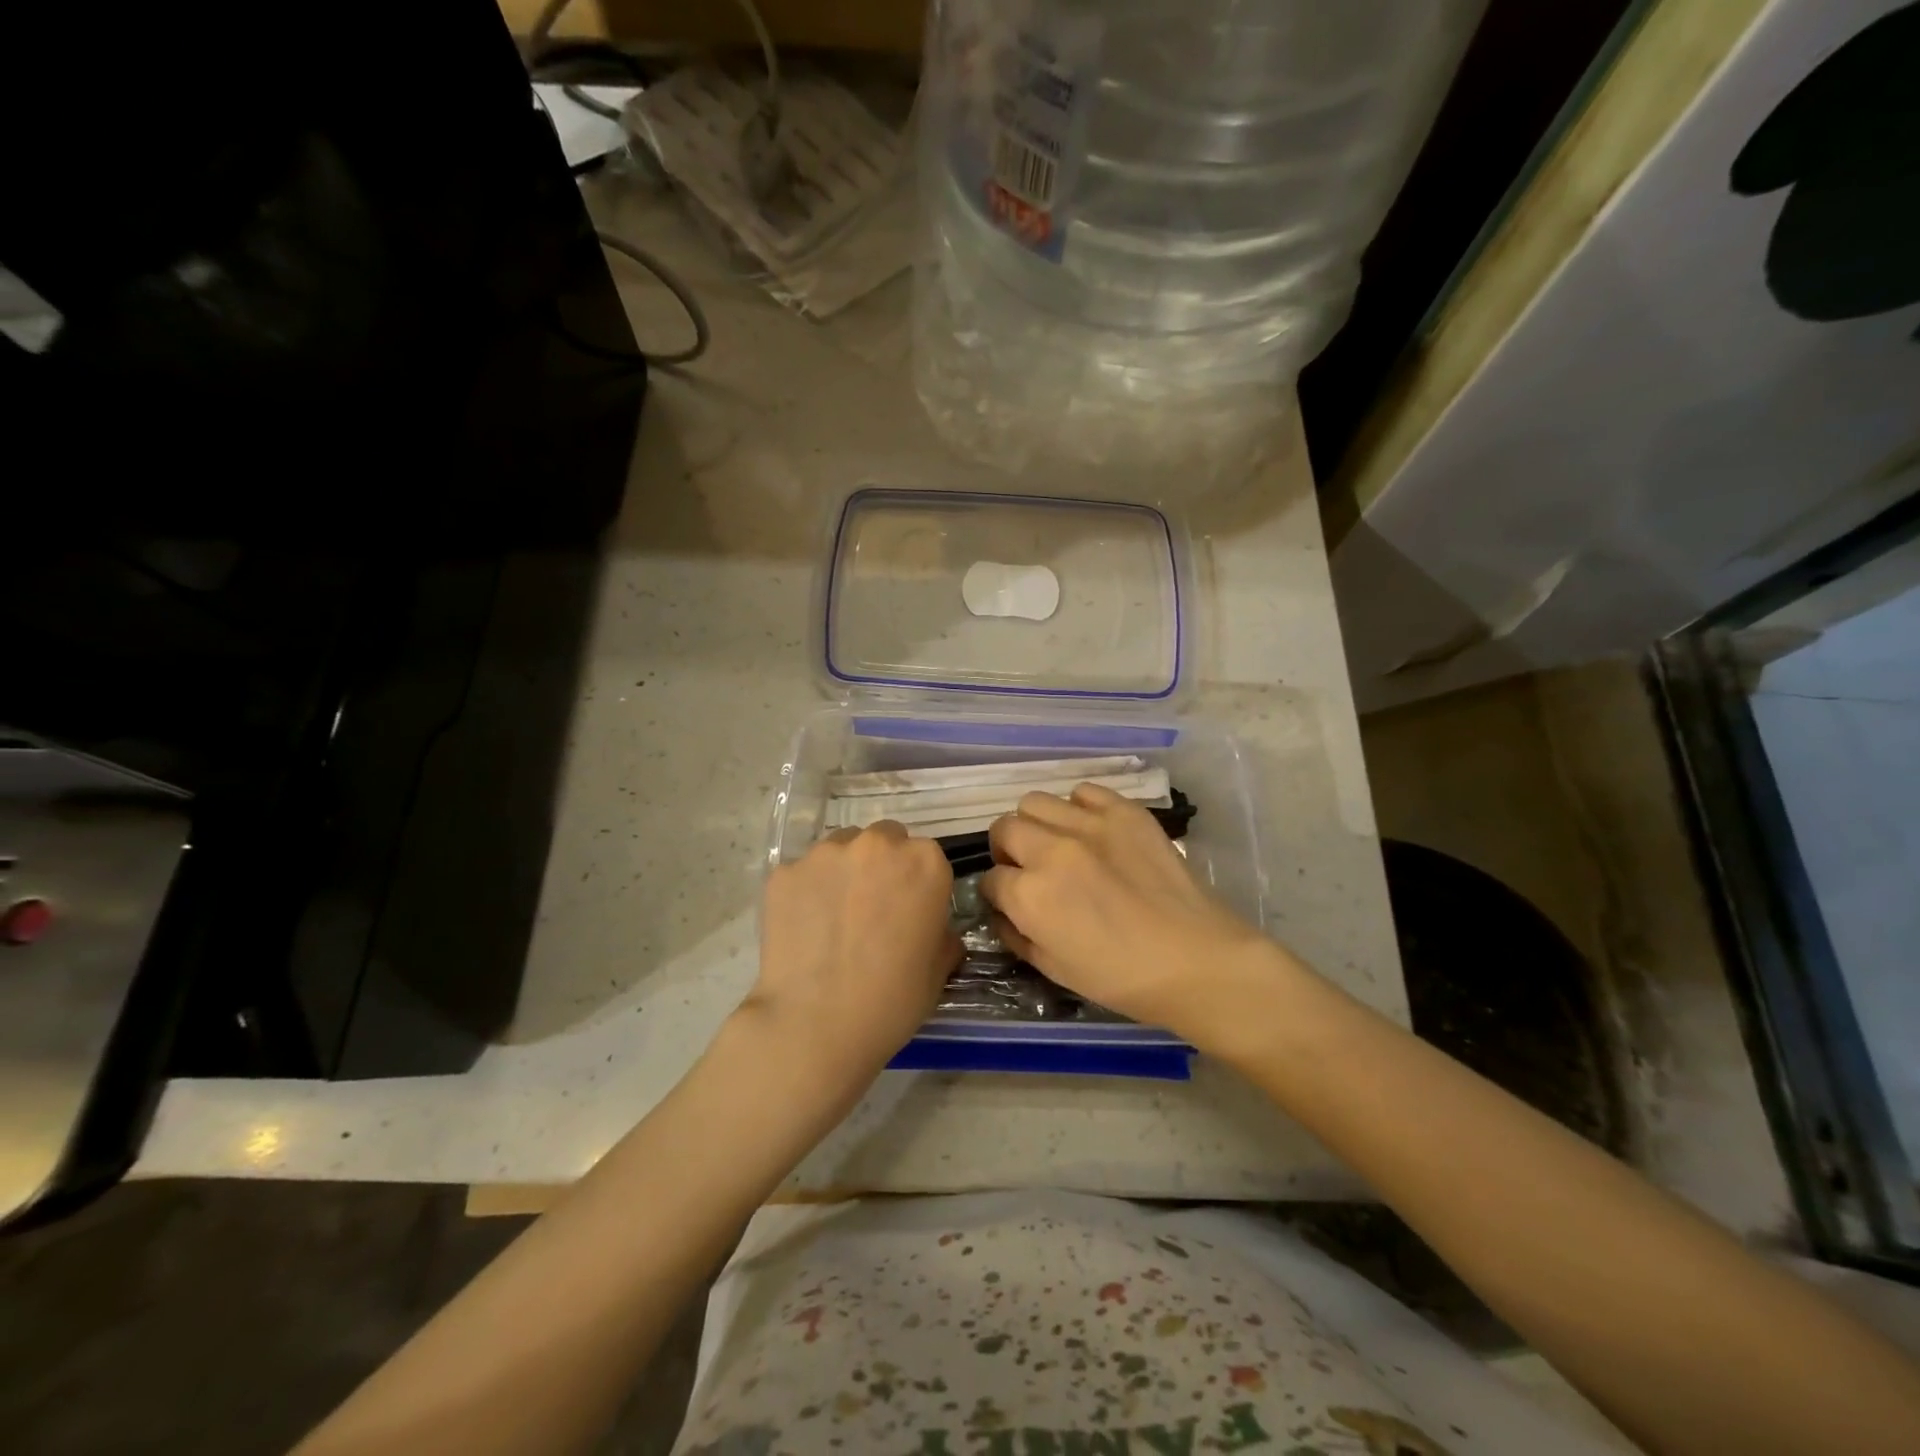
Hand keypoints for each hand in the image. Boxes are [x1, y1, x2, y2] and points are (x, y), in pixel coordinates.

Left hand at [741, 822, 958, 1106]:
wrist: (814, 1025)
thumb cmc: (891, 1000)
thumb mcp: (938, 970)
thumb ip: (941, 933)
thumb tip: (932, 928)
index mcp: (924, 862)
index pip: (927, 856)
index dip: (919, 883)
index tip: (911, 911)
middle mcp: (876, 844)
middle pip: (884, 840)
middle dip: (882, 865)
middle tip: (872, 909)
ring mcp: (825, 854)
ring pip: (841, 849)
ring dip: (844, 871)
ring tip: (834, 917)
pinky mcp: (785, 871)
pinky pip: (803, 873)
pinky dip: (807, 891)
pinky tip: (804, 928)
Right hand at [981, 784, 1281, 1045]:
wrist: (1196, 961)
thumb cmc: (1122, 978)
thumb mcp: (1053, 969)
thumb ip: (1016, 935)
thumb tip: (1002, 911)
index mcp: (1030, 896)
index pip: (989, 879)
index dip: (998, 893)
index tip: (1012, 901)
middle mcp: (1050, 850)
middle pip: (1004, 829)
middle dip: (1007, 851)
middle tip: (1029, 869)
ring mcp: (1089, 824)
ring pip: (1035, 802)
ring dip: (1036, 825)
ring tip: (1058, 844)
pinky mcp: (1124, 812)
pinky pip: (1084, 792)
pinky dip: (1079, 808)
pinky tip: (1092, 831)